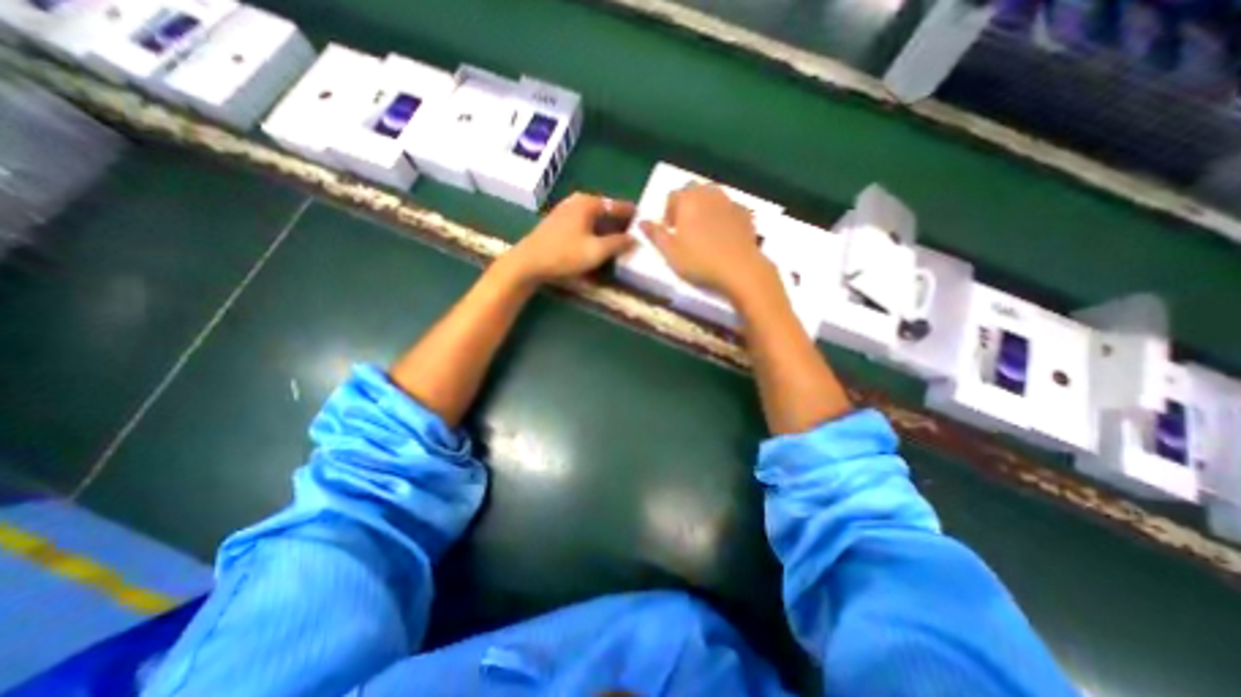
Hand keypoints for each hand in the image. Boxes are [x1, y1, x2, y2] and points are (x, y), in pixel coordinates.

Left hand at [506, 190, 638, 281]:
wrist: (528, 262)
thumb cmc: (564, 254)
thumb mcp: (596, 251)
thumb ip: (618, 243)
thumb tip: (635, 238)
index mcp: (588, 203)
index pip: (616, 205)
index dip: (631, 213)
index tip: (644, 219)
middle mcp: (576, 201)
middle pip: (604, 209)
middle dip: (619, 221)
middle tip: (633, 232)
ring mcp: (565, 211)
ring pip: (593, 217)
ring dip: (606, 227)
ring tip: (619, 238)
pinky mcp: (557, 223)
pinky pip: (583, 223)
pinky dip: (594, 230)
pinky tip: (597, 242)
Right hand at [639, 183, 773, 300]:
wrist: (740, 269)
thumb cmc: (699, 261)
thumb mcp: (670, 252)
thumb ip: (655, 234)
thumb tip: (642, 221)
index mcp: (688, 201)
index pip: (673, 195)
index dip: (668, 211)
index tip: (670, 229)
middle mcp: (709, 194)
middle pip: (694, 190)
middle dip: (687, 204)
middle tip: (685, 228)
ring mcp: (729, 202)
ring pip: (713, 196)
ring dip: (705, 207)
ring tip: (704, 230)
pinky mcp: (746, 213)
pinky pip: (729, 208)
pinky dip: (723, 215)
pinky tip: (723, 234)